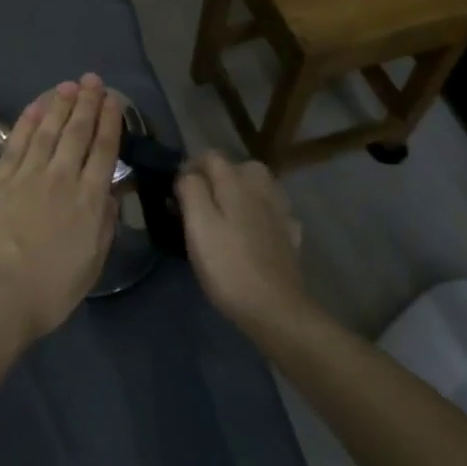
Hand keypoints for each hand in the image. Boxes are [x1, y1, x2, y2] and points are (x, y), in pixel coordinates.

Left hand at [0, 74, 121, 348]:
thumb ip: (103, 224)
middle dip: (87, 104)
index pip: (103, 151)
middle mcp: (60, 178)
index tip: (113, 101)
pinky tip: (35, 107)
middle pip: (77, 133)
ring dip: (59, 105)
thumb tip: (111, 193)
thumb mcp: (91, 265)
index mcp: (88, 201)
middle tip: (93, 81)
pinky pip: (16, 142)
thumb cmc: (48, 291)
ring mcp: (27, 175)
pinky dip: (27, 121)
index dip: (110, 123)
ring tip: (68, 85)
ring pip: (47, 130)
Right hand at [176, 152, 307, 336]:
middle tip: (200, 202)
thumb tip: (188, 174)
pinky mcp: (290, 236)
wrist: (275, 309)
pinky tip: (251, 232)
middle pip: (239, 168)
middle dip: (218, 177)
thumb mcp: (197, 224)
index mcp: (236, 183)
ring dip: (240, 193)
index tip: (175, 192)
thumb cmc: (227, 265)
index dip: (190, 167)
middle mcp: (262, 189)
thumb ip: (190, 190)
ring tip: (224, 216)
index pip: (211, 156)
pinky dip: (260, 214)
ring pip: (258, 188)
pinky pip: (272, 212)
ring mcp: (280, 213)